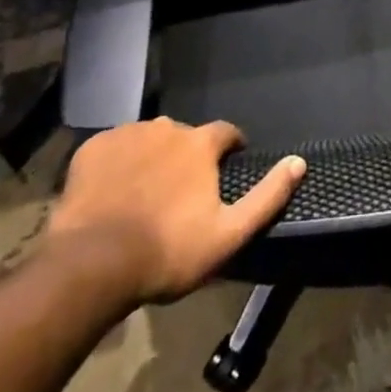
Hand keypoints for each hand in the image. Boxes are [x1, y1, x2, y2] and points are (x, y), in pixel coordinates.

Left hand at [45, 118, 304, 302]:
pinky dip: (117, 164)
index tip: (227, 167)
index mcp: (199, 143)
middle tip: (181, 193)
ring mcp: (126, 135)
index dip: (230, 148)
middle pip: (184, 136)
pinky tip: (113, 193)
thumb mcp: (228, 233)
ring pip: (148, 140)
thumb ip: (267, 196)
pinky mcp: (92, 148)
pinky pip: (113, 149)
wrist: (91, 264)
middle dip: (187, 157)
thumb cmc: (167, 252)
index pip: (226, 133)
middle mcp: (166, 127)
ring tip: (145, 194)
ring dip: (152, 158)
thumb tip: (299, 162)